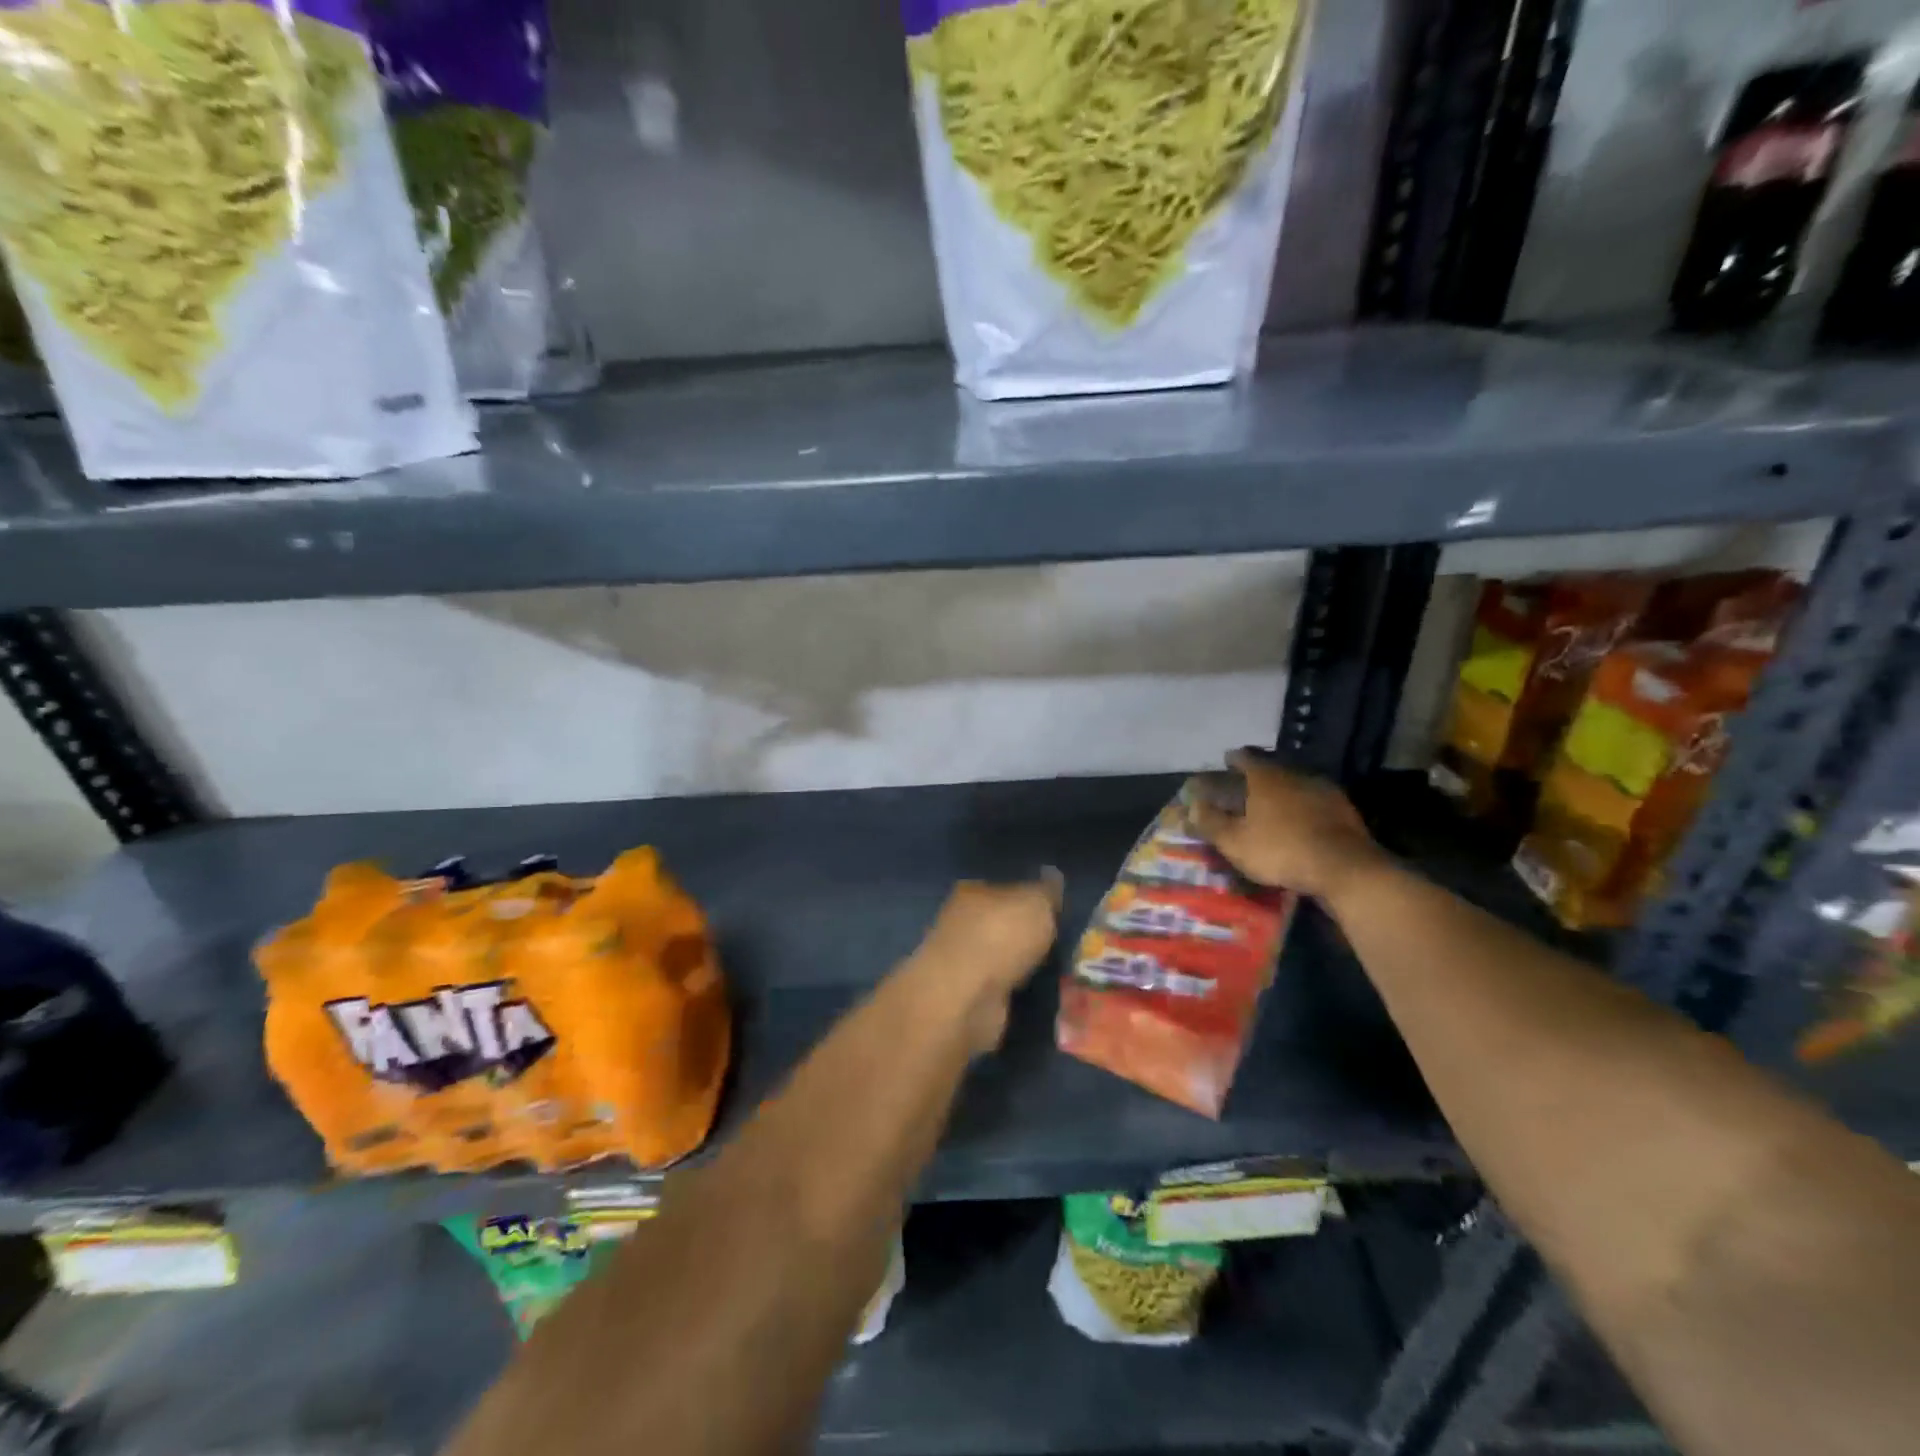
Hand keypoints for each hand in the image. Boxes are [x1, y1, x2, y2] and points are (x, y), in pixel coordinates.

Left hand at [907, 873, 1062, 1051]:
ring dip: (1022, 964)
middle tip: (1059, 942)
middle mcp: (961, 922)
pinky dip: (1015, 988)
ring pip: (1002, 956)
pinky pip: (1000, 986)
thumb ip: (1046, 891)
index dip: (1032, 898)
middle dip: (1027, 933)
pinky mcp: (966, 995)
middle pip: (1003, 923)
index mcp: (972, 891)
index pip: (1006, 888)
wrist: (966, 998)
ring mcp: (961, 960)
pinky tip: (1036, 992)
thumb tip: (1053, 878)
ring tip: (1053, 970)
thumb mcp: (1036, 903)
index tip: (1056, 911)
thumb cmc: (1000, 937)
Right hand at [1185, 749, 1387, 903]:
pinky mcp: (1343, 810)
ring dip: (1283, 790)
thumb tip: (1192, 805)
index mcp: (1265, 778)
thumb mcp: (1235, 842)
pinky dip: (1304, 806)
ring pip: (1296, 783)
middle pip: (1272, 768)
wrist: (1344, 867)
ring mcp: (1322, 790)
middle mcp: (1294, 775)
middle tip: (1247, 785)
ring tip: (1273, 804)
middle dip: (1258, 775)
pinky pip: (1315, 801)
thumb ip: (1211, 822)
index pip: (1245, 757)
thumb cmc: (1280, 850)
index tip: (1226, 760)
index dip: (1233, 759)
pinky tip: (1301, 821)